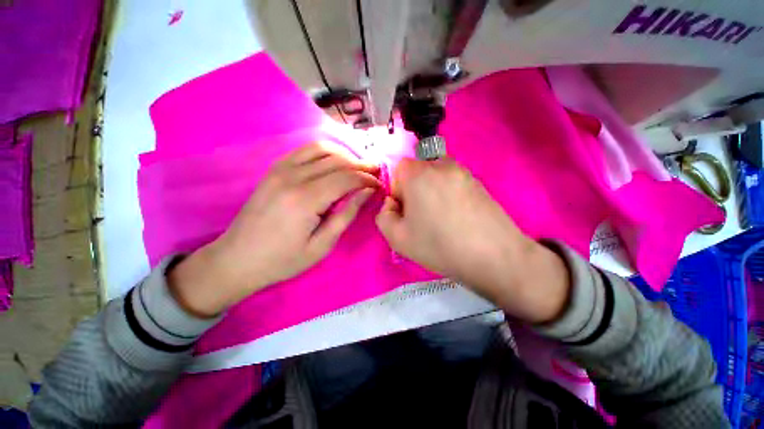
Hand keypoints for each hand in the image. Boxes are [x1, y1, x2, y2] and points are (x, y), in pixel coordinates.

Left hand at [169, 142, 380, 316]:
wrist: (237, 259)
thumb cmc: (283, 260)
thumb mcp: (322, 245)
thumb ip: (347, 215)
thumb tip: (367, 192)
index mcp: (306, 199)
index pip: (346, 178)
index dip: (367, 179)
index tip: (379, 184)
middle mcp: (293, 177)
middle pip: (337, 161)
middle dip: (360, 165)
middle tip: (375, 172)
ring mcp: (281, 169)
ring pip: (322, 149)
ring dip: (345, 155)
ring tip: (358, 166)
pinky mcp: (274, 169)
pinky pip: (305, 151)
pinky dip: (325, 152)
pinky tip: (334, 162)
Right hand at [375, 158, 569, 322]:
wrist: (494, 256)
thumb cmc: (439, 246)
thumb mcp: (397, 238)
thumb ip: (384, 216)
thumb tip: (392, 203)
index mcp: (418, 174)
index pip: (398, 169)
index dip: (397, 190)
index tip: (406, 211)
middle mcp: (440, 165)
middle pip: (417, 171)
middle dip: (413, 190)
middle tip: (421, 217)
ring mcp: (463, 172)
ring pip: (435, 177)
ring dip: (431, 192)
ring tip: (440, 218)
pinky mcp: (478, 182)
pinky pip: (452, 182)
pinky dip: (448, 195)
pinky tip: (457, 217)